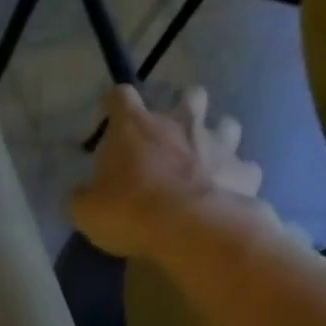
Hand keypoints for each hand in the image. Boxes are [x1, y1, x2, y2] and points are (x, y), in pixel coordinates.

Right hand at [71, 85, 274, 259]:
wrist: (191, 230)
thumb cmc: (130, 212)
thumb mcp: (86, 211)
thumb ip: (82, 197)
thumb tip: (81, 195)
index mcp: (135, 128)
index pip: (120, 96)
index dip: (113, 103)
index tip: (109, 114)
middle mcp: (180, 124)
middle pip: (190, 95)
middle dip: (183, 107)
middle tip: (170, 133)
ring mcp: (218, 144)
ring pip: (227, 124)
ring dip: (216, 137)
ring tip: (206, 159)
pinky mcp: (245, 171)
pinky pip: (245, 168)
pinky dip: (236, 177)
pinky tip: (227, 192)